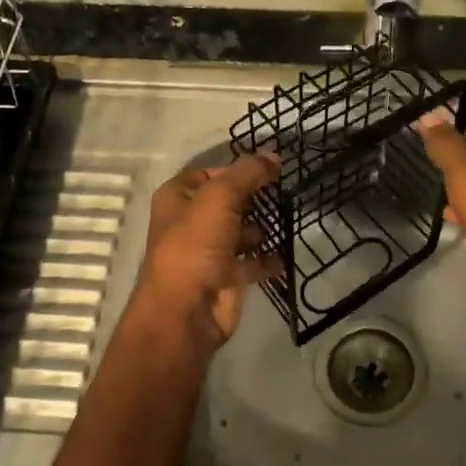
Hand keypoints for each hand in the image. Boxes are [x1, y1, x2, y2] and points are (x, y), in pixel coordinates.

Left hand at [135, 153, 279, 347]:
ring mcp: (209, 251)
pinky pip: (253, 262)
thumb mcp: (221, 197)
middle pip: (226, 201)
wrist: (188, 309)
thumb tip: (274, 156)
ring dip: (262, 228)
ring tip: (288, 218)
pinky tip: (286, 253)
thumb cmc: (196, 244)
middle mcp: (190, 222)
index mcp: (177, 198)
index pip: (207, 173)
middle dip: (253, 197)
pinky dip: (269, 259)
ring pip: (241, 231)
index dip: (234, 169)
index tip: (268, 168)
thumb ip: (248, 173)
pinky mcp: (227, 276)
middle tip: (284, 190)